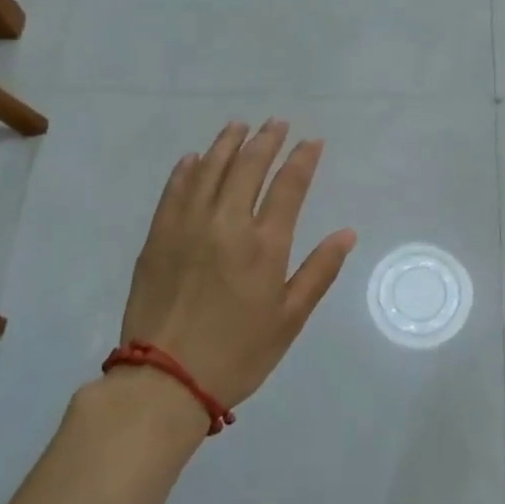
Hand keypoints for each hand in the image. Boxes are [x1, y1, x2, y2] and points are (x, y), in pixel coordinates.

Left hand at [119, 120, 356, 411]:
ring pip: (210, 170)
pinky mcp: (158, 237)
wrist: (164, 380)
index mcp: (265, 244)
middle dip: (266, 140)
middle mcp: (227, 224)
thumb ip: (319, 271)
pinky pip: (174, 191)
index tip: (312, 141)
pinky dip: (187, 169)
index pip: (289, 186)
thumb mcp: (289, 319)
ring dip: (227, 144)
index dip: (303, 159)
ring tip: (239, 126)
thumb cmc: (238, 353)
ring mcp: (187, 226)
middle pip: (248, 167)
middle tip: (276, 123)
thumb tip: (347, 233)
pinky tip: (194, 158)